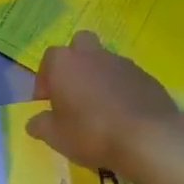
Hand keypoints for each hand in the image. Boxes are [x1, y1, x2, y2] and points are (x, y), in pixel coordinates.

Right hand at [26, 32, 183, 172]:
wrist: (148, 138)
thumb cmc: (91, 133)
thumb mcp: (55, 136)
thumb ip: (41, 125)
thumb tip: (35, 122)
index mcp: (65, 63)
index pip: (49, 58)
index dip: (46, 79)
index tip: (47, 101)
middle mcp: (93, 55)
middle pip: (80, 44)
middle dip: (75, 62)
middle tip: (73, 91)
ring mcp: (124, 64)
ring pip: (105, 61)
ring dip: (99, 77)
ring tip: (100, 108)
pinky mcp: (147, 77)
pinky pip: (127, 78)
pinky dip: (122, 90)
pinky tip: (122, 115)